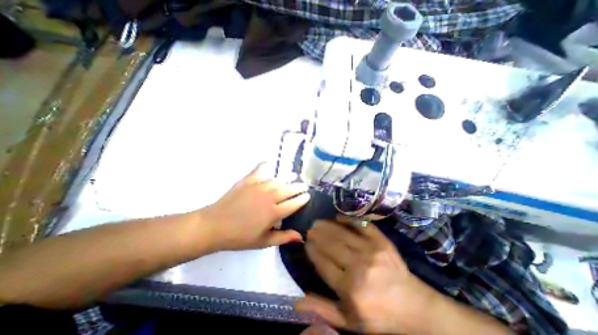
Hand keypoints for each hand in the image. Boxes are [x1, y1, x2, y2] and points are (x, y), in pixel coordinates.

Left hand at [202, 165, 310, 250]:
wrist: (214, 226)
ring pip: (277, 180)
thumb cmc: (240, 237)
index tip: (308, 196)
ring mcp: (258, 187)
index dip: (302, 199)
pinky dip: (265, 166)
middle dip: (299, 187)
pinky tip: (269, 164)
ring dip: (287, 178)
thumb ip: (283, 237)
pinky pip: (259, 170)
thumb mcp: (263, 242)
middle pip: (289, 189)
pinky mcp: (247, 181)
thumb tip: (301, 236)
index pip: (294, 203)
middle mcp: (269, 197)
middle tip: (304, 185)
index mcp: (274, 213)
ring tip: (292, 177)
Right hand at [295, 220, 437, 334]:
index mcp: (349, 289)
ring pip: (343, 233)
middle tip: (309, 229)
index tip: (306, 243)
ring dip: (327, 225)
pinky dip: (349, 219)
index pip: (323, 263)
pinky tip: (338, 217)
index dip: (312, 250)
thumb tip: (295, 302)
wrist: (413, 307)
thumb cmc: (377, 315)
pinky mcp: (382, 242)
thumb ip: (321, 309)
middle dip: (317, 235)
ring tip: (318, 222)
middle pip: (331, 245)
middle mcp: (359, 267)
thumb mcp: (348, 321)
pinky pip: (362, 225)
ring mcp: (372, 251)